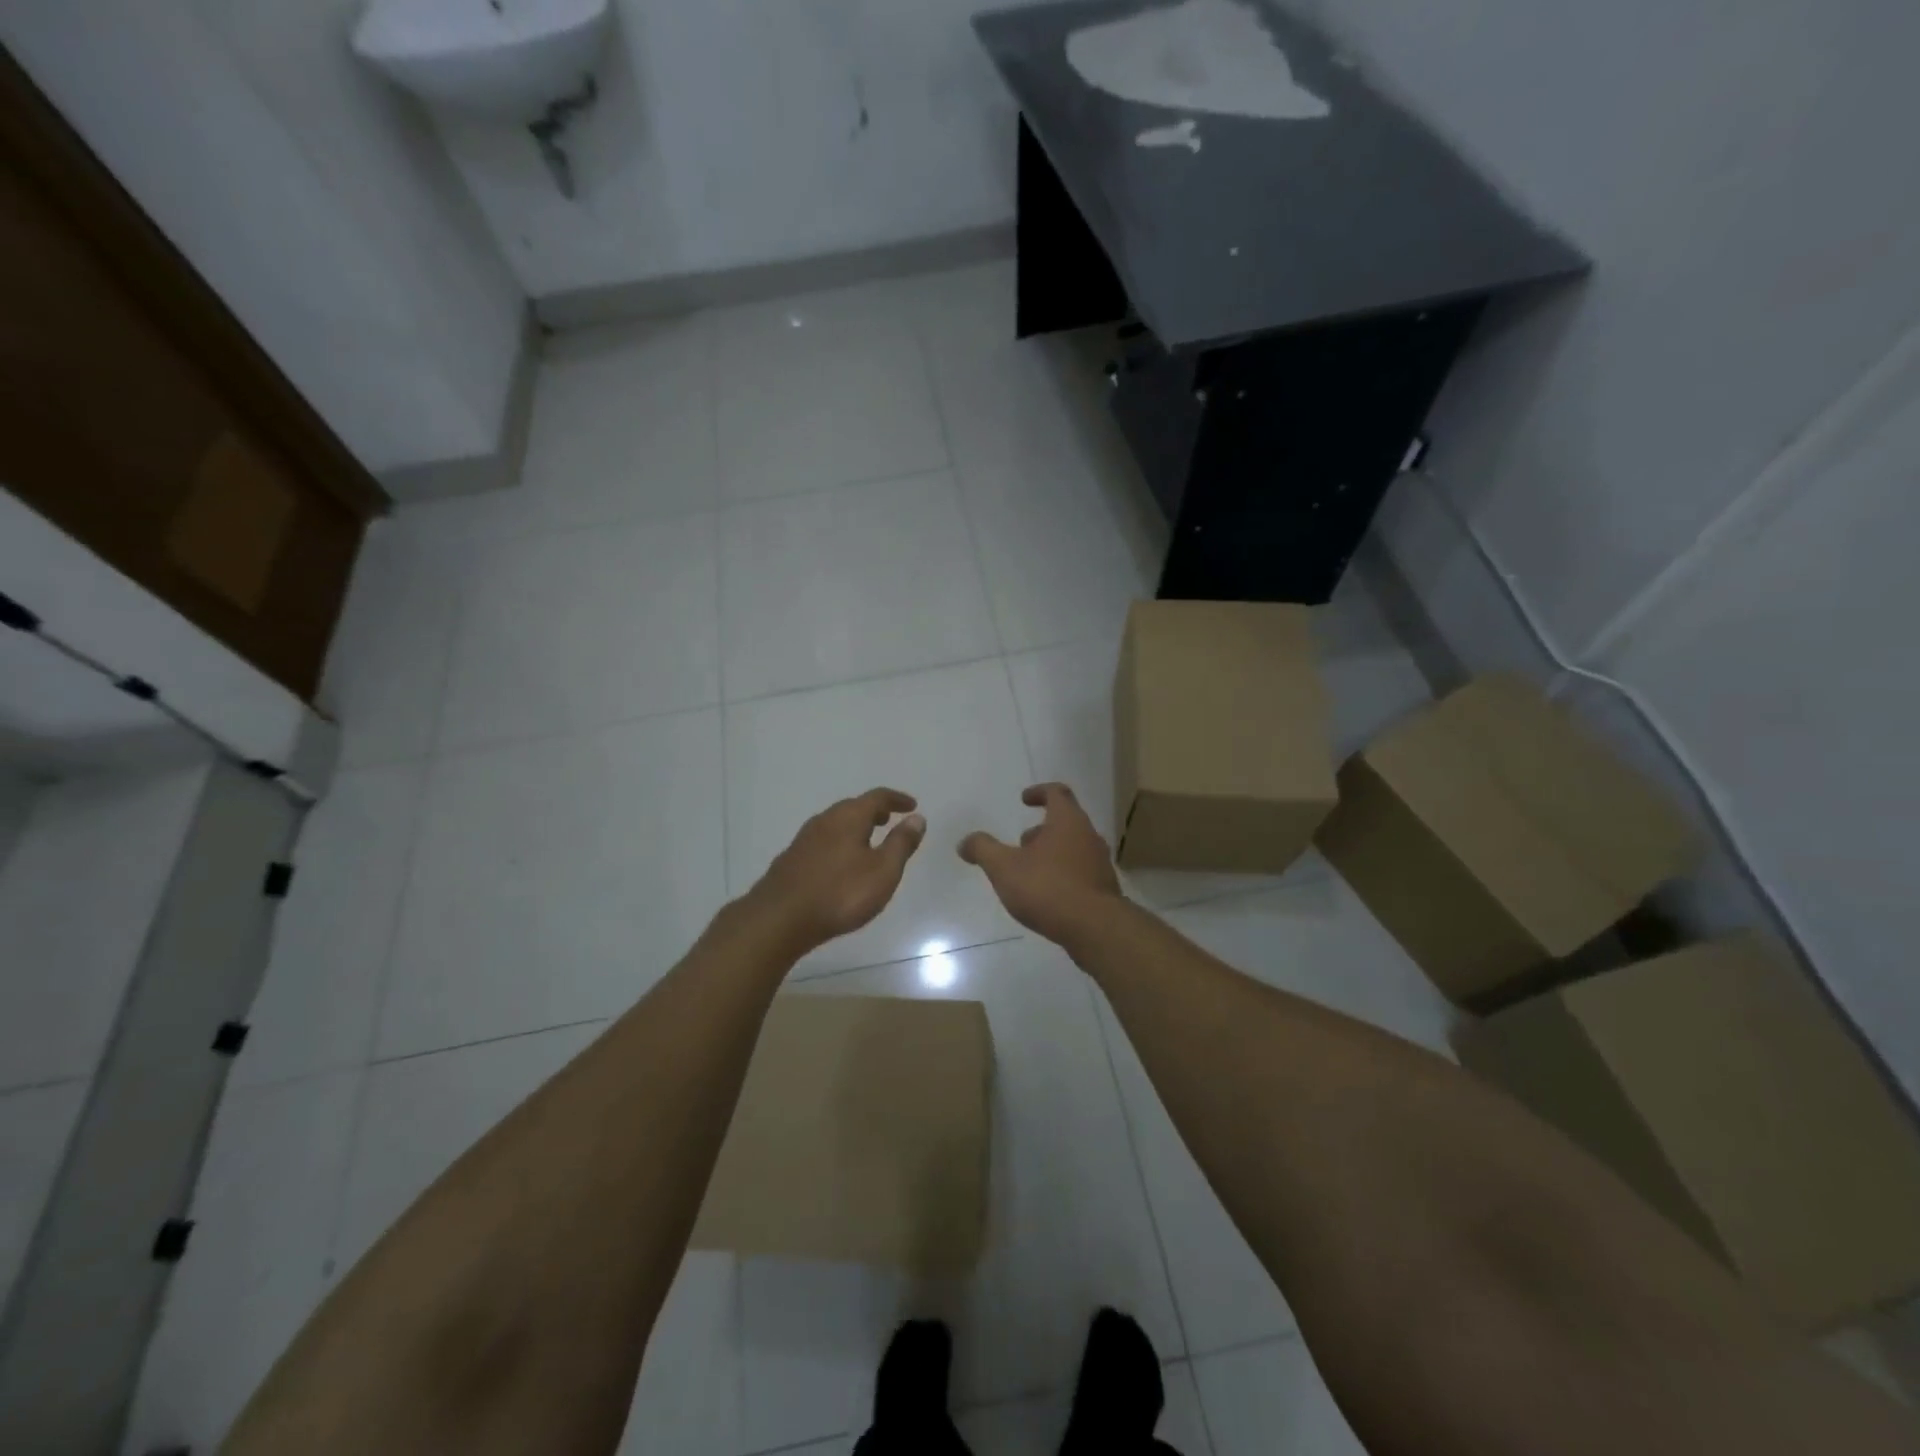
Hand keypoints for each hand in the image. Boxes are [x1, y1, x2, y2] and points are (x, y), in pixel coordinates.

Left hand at [745, 788, 926, 954]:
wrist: (780, 918)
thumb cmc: (840, 894)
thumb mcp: (883, 871)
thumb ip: (901, 843)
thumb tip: (917, 818)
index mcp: (849, 817)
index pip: (877, 797)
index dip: (897, 799)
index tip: (912, 805)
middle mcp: (825, 820)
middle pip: (853, 807)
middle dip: (874, 811)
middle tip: (890, 819)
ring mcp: (804, 839)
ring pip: (836, 824)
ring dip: (855, 827)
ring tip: (868, 840)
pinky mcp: (792, 859)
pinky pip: (823, 841)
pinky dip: (840, 842)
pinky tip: (840, 862)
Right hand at [958, 783, 1122, 942]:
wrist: (1096, 928)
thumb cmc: (1048, 888)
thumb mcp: (1004, 867)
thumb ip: (983, 850)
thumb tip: (965, 841)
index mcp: (1067, 821)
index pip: (1057, 792)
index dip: (1039, 792)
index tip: (1024, 799)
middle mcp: (1089, 836)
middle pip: (1066, 822)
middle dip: (1041, 830)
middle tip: (1021, 844)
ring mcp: (1100, 863)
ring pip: (1074, 848)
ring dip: (1051, 853)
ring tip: (1029, 873)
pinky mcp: (1104, 889)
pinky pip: (1081, 873)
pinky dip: (1063, 875)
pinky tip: (1047, 896)